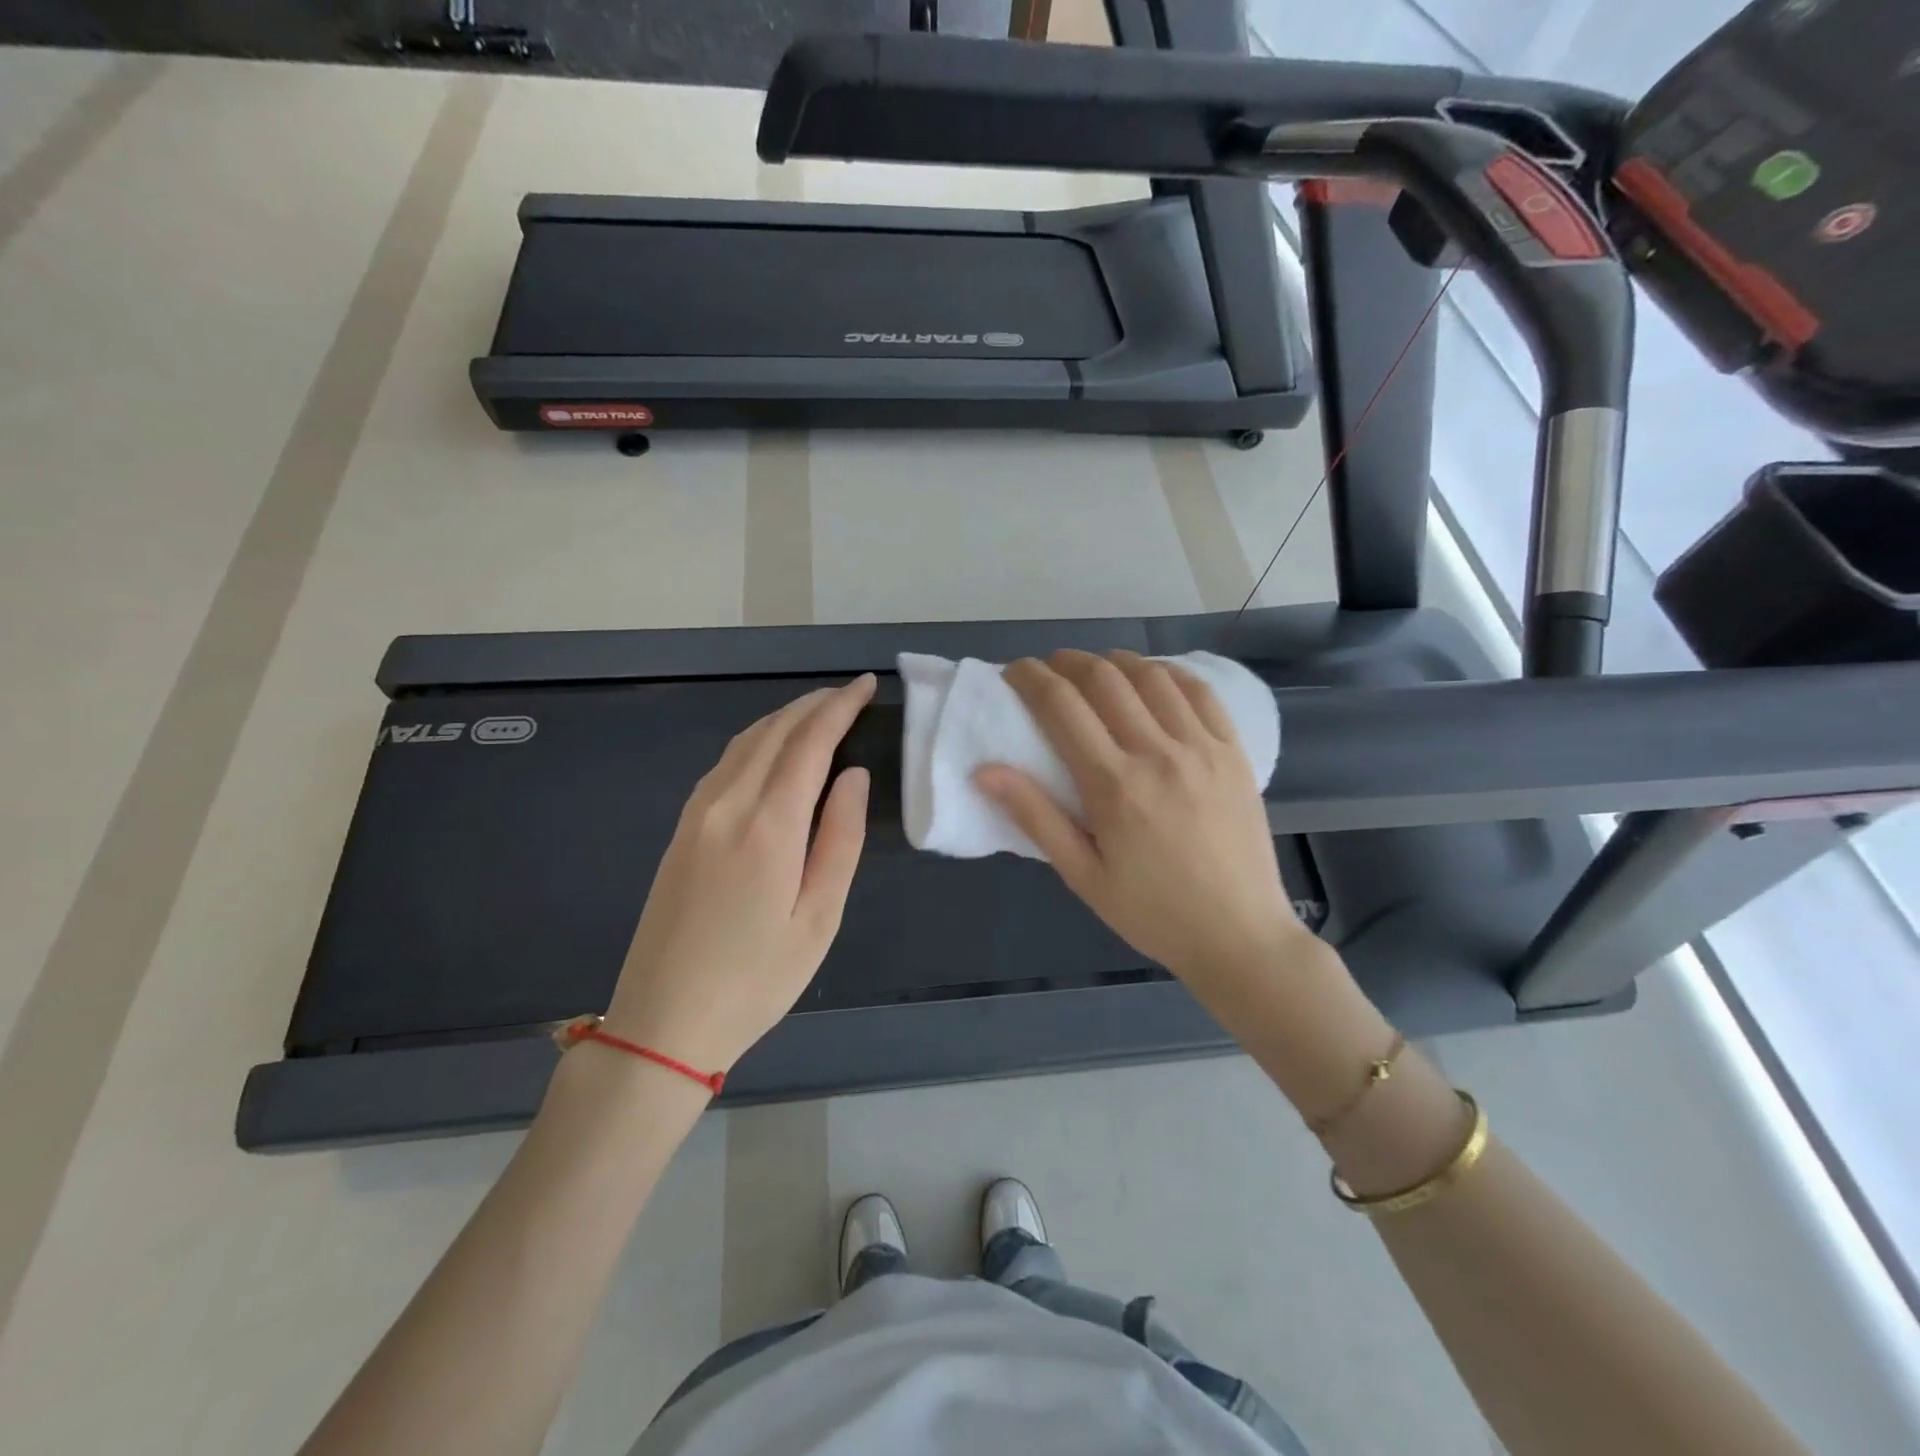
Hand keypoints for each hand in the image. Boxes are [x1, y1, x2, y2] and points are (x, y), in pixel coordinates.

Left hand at [603, 675, 874, 1071]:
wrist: (662, 1023)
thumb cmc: (756, 979)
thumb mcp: (818, 919)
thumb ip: (839, 838)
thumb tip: (853, 775)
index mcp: (768, 826)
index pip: (809, 744)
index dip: (840, 707)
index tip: (866, 685)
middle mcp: (727, 805)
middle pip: (773, 732)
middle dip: (814, 705)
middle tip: (850, 693)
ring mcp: (696, 815)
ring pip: (744, 743)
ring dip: (784, 718)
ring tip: (819, 712)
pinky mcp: (681, 830)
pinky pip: (725, 764)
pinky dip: (756, 741)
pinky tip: (772, 750)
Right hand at [976, 650, 1310, 1007]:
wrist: (1239, 935)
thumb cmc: (1152, 912)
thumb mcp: (1083, 876)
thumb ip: (1035, 817)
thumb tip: (984, 771)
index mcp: (1113, 786)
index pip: (1061, 707)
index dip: (1030, 678)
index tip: (1014, 672)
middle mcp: (1157, 753)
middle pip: (1104, 679)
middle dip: (1068, 662)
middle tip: (1050, 669)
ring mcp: (1202, 748)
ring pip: (1151, 676)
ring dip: (1115, 661)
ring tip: (1096, 669)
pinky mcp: (1234, 752)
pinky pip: (1200, 692)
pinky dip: (1168, 673)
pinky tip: (1152, 678)